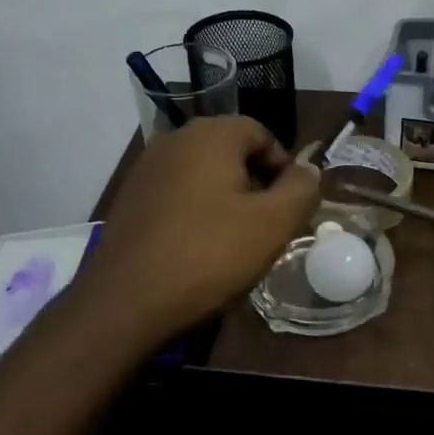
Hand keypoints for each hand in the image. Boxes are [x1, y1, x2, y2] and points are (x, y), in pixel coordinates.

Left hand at [79, 116, 320, 344]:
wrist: (125, 301)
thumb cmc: (208, 256)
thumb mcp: (272, 224)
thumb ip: (301, 189)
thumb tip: (308, 170)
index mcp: (210, 134)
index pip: (261, 133)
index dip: (284, 167)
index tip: (291, 206)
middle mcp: (174, 140)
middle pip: (230, 151)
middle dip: (256, 183)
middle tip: (268, 226)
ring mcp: (146, 169)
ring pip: (203, 174)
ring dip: (226, 199)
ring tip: (236, 241)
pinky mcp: (130, 198)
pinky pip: (177, 194)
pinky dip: (196, 212)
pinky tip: (199, 248)